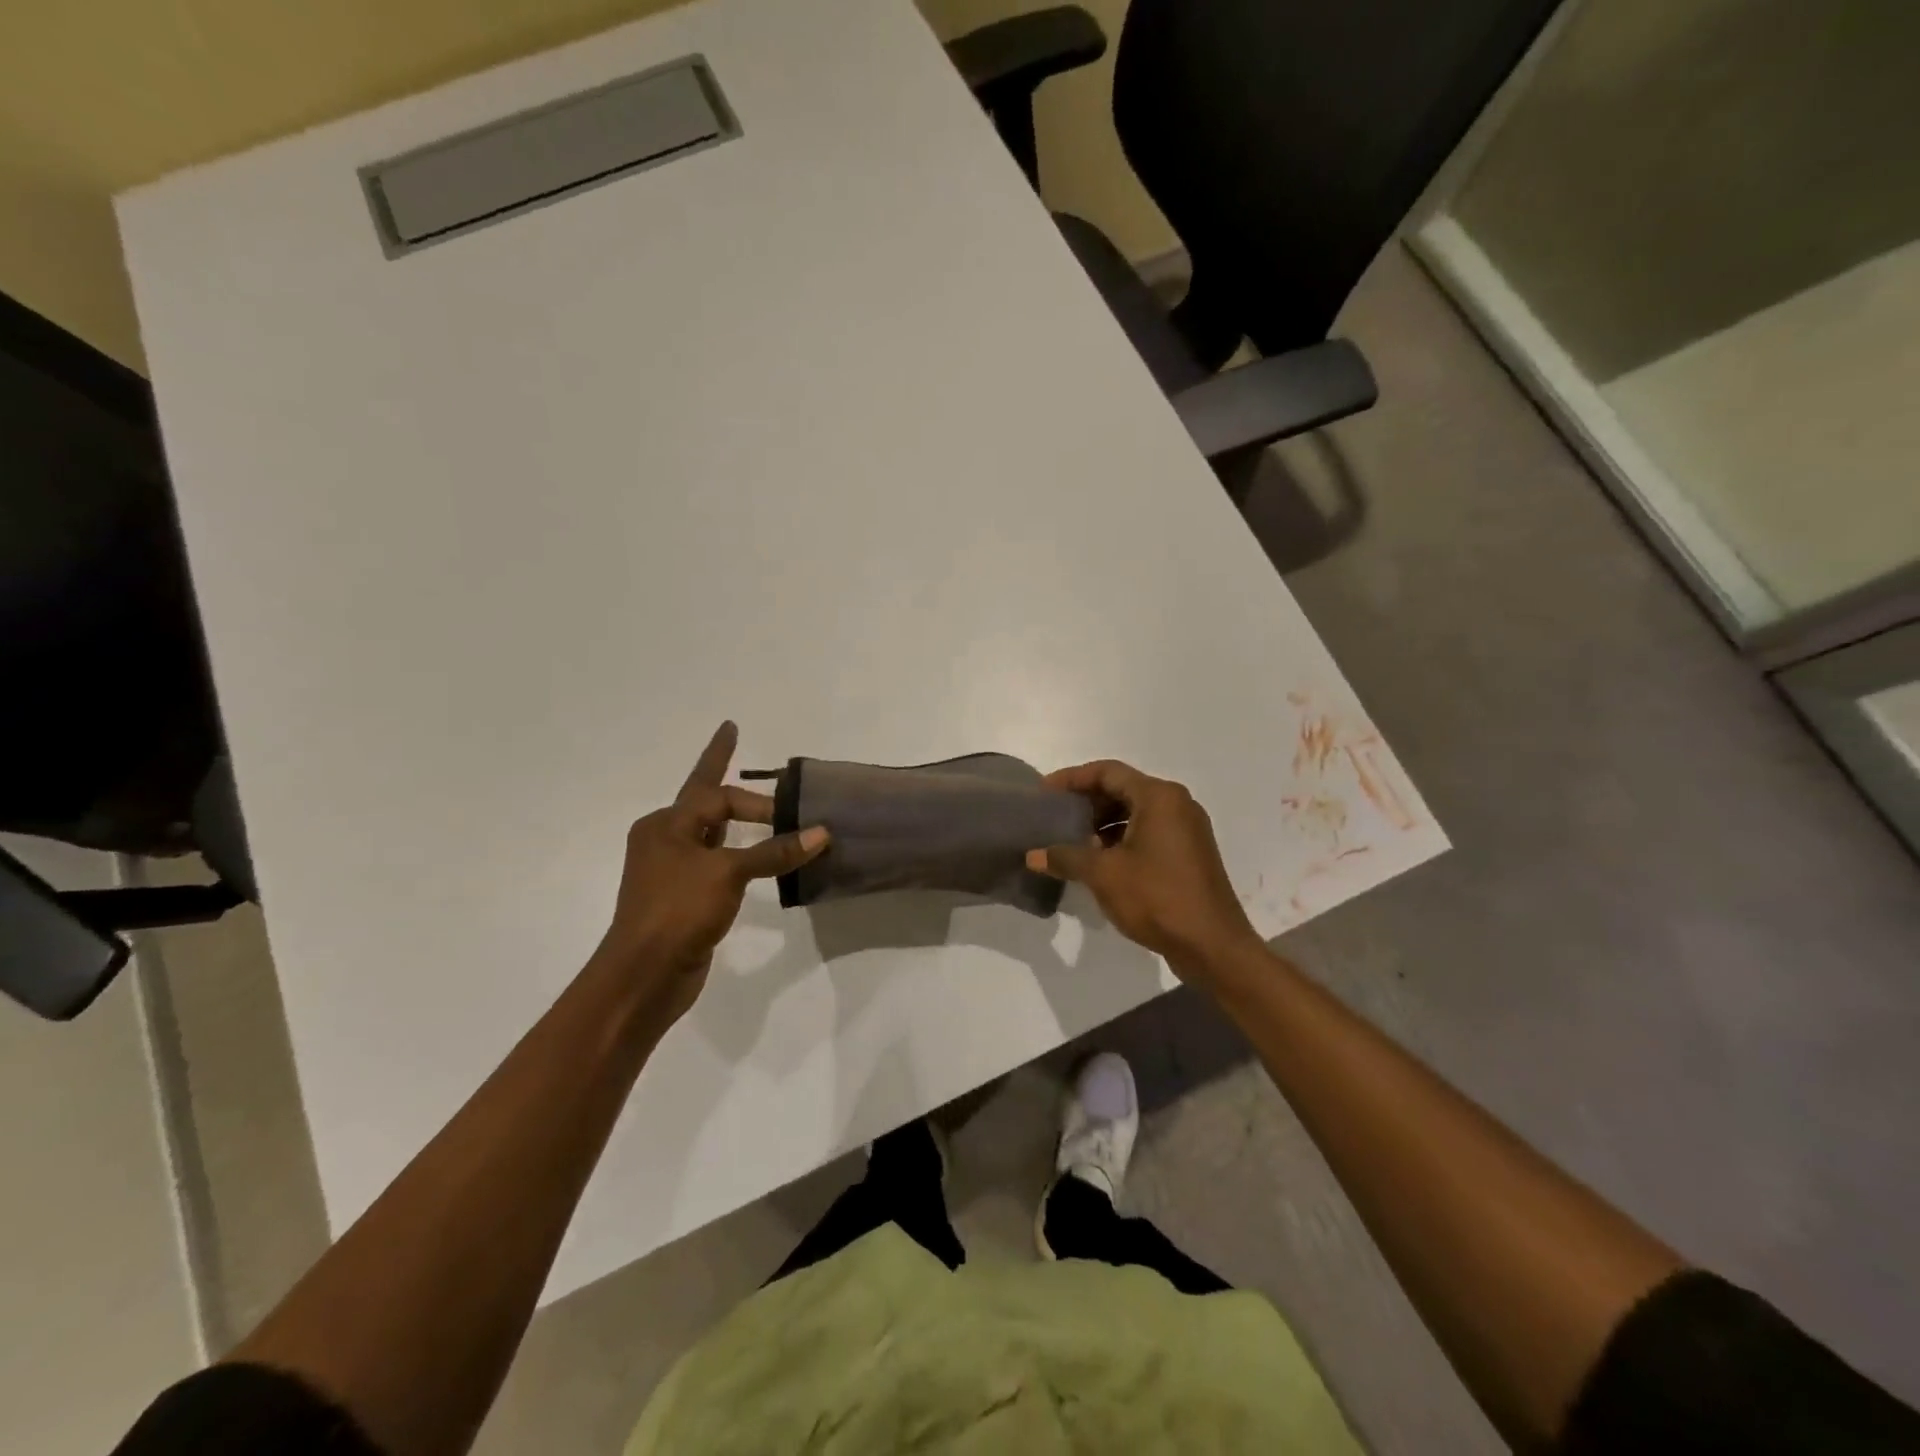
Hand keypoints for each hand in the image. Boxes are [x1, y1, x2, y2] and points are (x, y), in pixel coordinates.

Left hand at [598, 721, 827, 1025]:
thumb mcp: (728, 873)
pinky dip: (739, 855)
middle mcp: (665, 841)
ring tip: (761, 807)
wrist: (644, 976)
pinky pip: (717, 864)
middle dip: (722, 773)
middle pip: (704, 801)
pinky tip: (758, 860)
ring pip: (711, 834)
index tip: (776, 791)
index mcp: (666, 825)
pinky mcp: (684, 898)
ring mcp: (672, 871)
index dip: (748, 789)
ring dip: (735, 820)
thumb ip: (774, 852)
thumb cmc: (678, 911)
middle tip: (737, 740)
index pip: (716, 794)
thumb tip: (821, 833)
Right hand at [1027, 760, 1260, 974]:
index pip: (1107, 772)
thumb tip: (1033, 855)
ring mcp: (1187, 829)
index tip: (1045, 792)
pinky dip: (1122, 839)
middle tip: (1055, 816)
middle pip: (1123, 789)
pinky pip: (1149, 832)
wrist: (1212, 945)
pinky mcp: (1189, 853)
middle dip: (1087, 802)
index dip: (1072, 778)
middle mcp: (1177, 804)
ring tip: (1072, 842)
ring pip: (1136, 812)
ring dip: (1103, 823)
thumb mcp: (1103, 875)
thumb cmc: (1157, 898)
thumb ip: (1066, 857)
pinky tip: (1100, 862)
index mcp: (1159, 797)